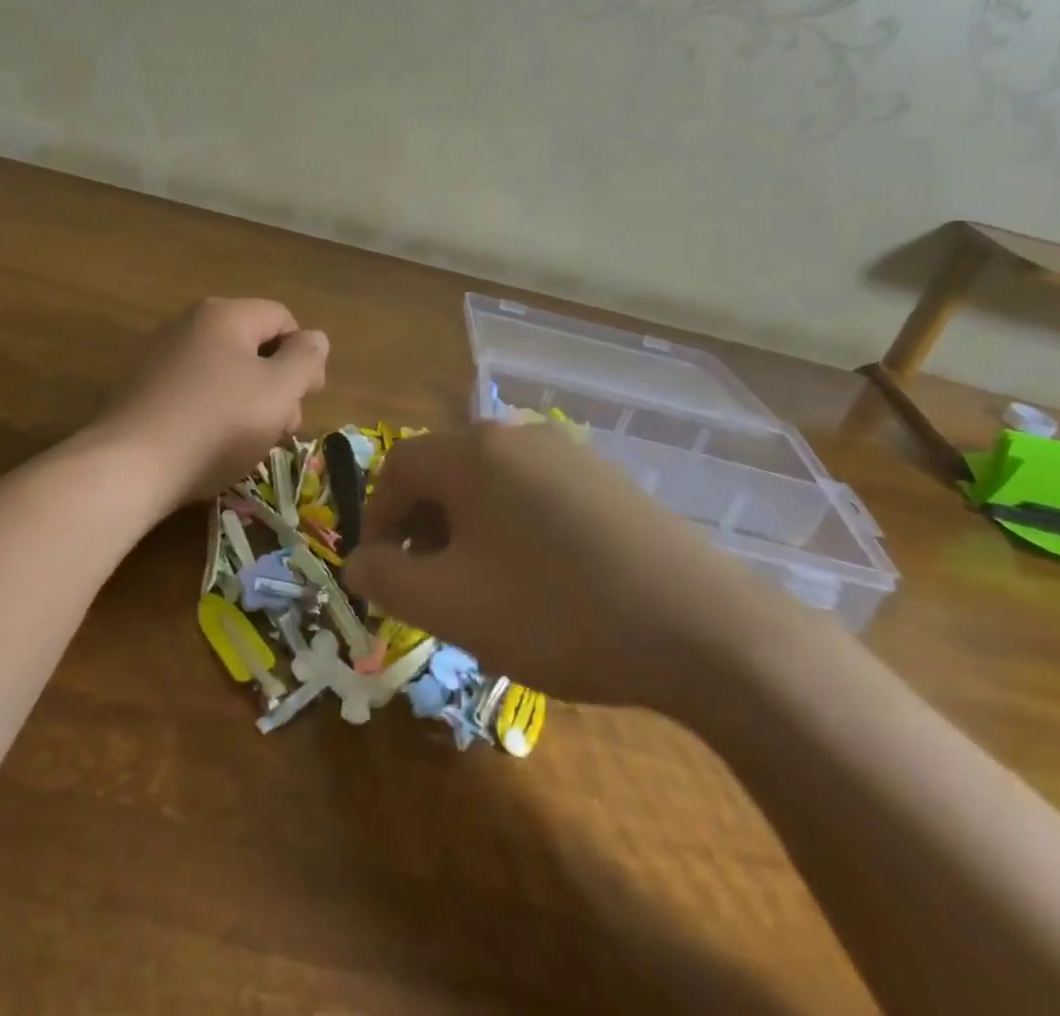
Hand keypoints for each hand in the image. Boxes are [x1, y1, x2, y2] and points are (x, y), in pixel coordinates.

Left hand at [94, 298, 329, 504]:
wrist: (128, 466)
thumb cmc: (216, 424)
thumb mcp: (279, 391)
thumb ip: (306, 359)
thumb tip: (315, 338)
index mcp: (225, 315)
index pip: (283, 319)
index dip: (304, 357)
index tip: (306, 399)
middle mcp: (190, 324)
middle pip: (253, 346)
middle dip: (277, 385)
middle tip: (281, 429)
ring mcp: (161, 356)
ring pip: (225, 372)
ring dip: (249, 404)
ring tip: (249, 445)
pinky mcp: (142, 389)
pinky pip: (195, 391)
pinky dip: (213, 413)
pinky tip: (212, 447)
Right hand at [344, 424, 808, 711]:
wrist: (700, 626)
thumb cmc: (556, 611)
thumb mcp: (451, 606)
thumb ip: (388, 579)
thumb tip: (359, 561)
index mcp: (473, 451)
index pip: (397, 469)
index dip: (378, 520)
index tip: (386, 575)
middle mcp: (517, 434)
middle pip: (444, 471)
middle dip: (423, 527)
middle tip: (432, 586)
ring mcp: (568, 451)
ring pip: (490, 483)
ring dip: (468, 529)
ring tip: (483, 587)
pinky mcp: (605, 478)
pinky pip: (534, 493)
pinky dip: (514, 527)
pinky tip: (541, 579)